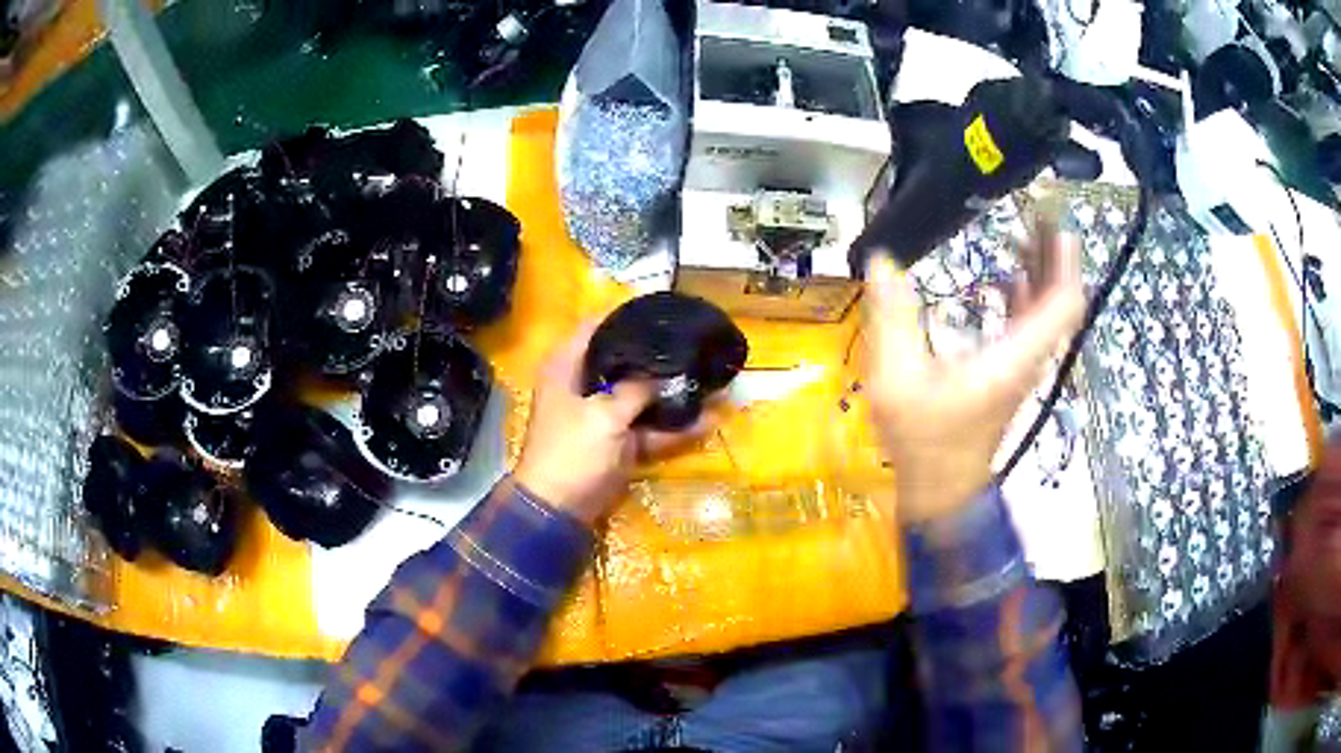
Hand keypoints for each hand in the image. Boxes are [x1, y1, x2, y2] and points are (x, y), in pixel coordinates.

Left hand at [513, 323, 715, 526]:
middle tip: (692, 339)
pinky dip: (674, 429)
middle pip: (622, 359)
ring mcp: (603, 416)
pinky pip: (649, 429)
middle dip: (657, 353)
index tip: (660, 305)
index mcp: (567, 368)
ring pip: (642, 396)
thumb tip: (664, 373)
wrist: (559, 510)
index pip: (595, 326)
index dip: (624, 313)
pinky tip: (709, 420)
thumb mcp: (605, 415)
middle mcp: (584, 385)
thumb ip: (637, 389)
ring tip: (709, 375)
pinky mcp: (618, 443)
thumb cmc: (573, 452)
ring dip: (672, 392)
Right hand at [862, 224, 1084, 524]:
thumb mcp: (896, 378)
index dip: (1065, 260)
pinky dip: (1025, 294)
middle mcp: (1028, 358)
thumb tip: (882, 261)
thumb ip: (892, 317)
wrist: (940, 493)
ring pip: (1048, 312)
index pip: (1062, 304)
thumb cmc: (923, 441)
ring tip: (1024, 230)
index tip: (1054, 220)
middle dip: (1054, 254)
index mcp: (1013, 356)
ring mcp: (1022, 367)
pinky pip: (1031, 325)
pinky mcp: (1011, 373)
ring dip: (1041, 271)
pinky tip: (1006, 275)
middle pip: (1060, 301)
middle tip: (1037, 210)